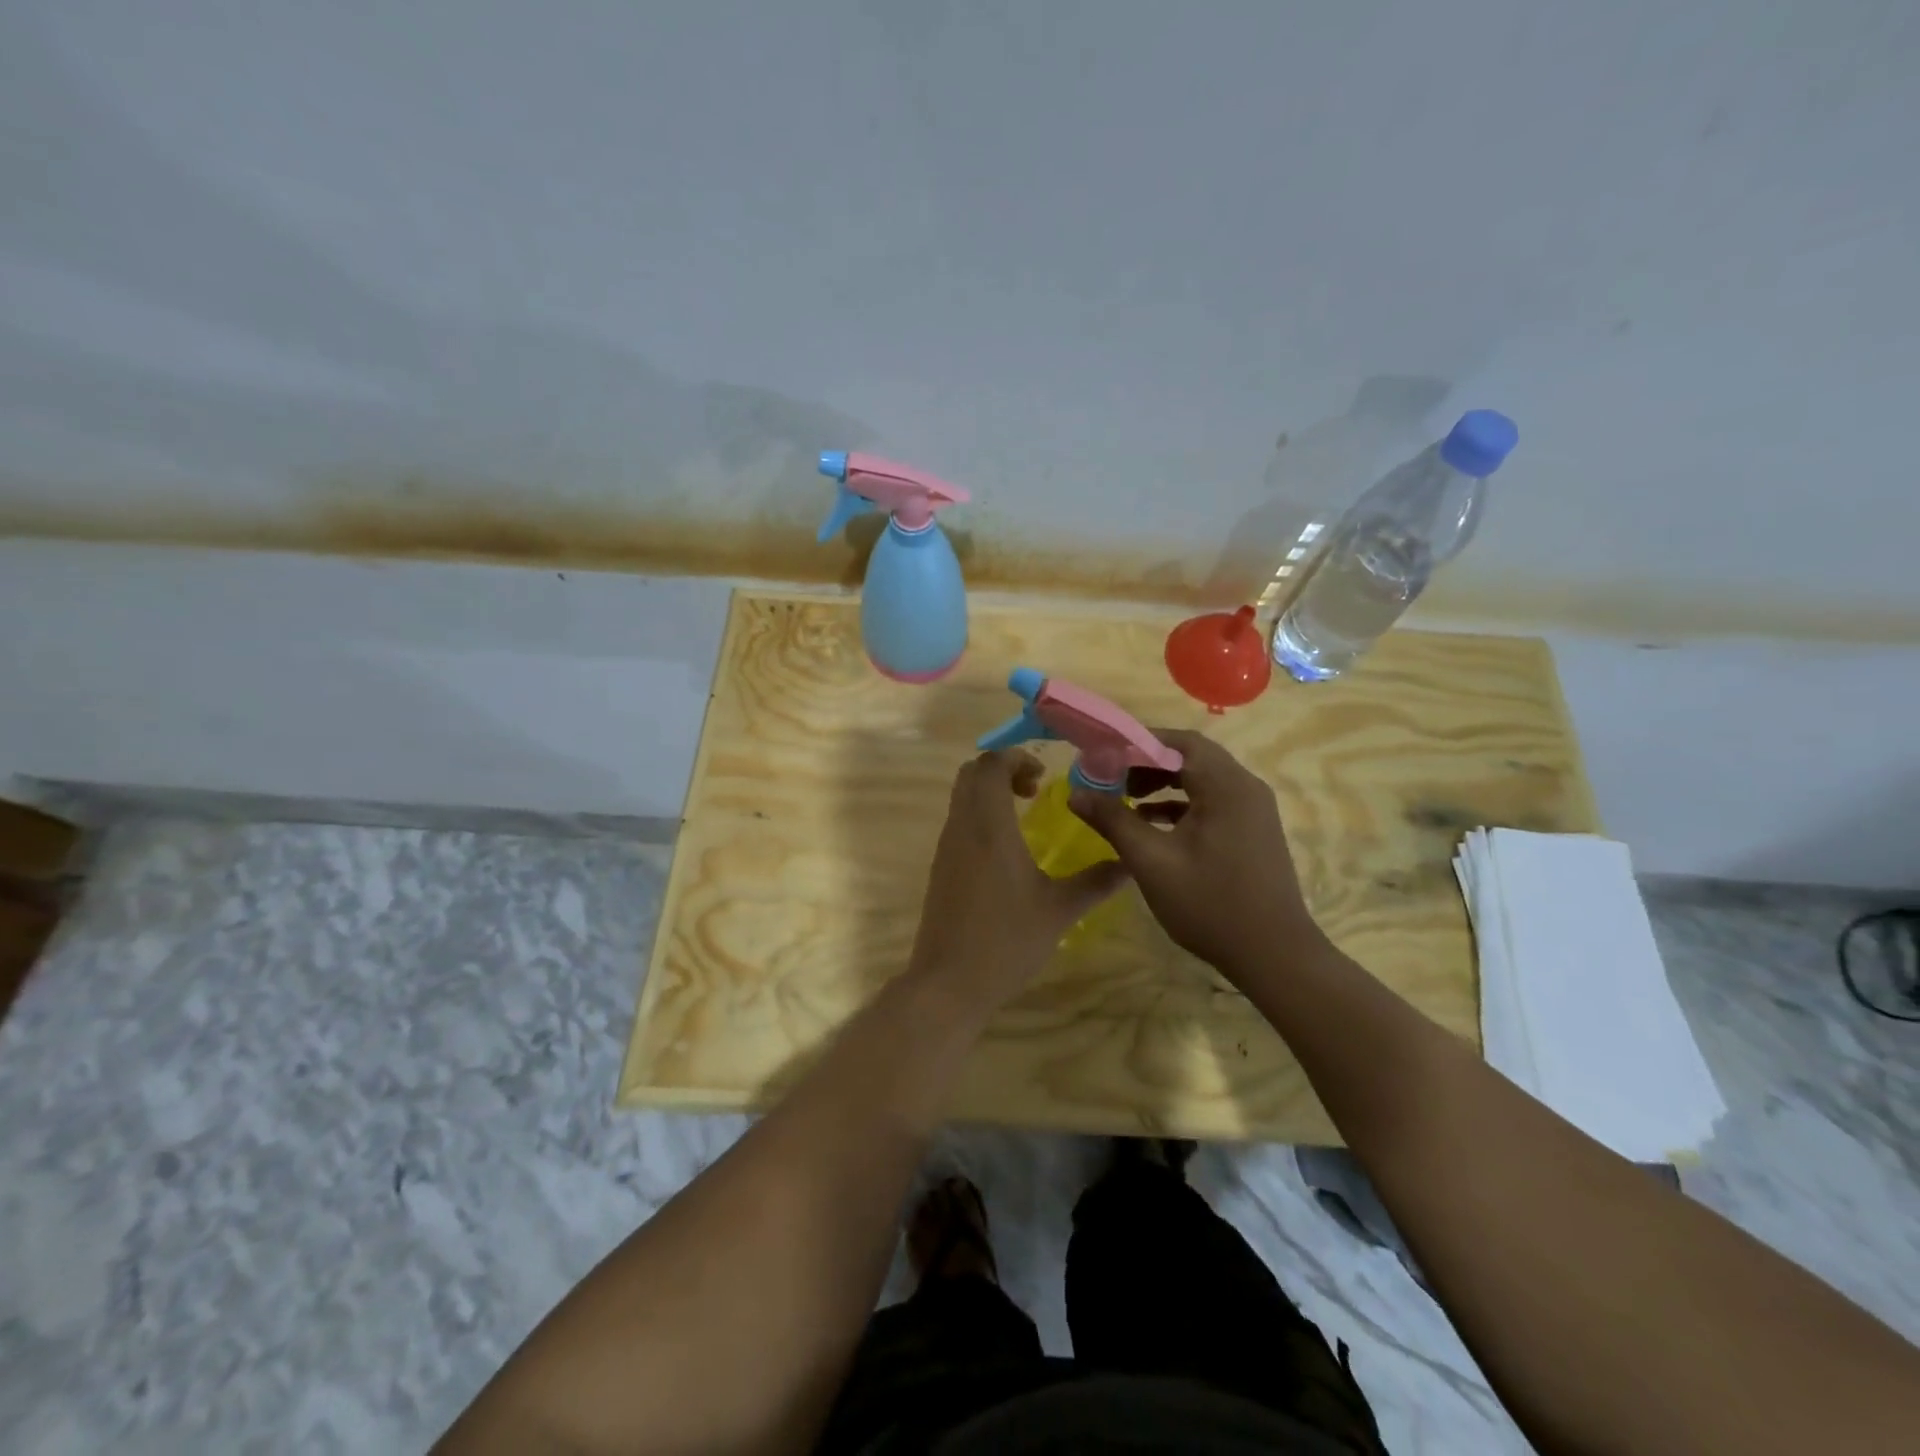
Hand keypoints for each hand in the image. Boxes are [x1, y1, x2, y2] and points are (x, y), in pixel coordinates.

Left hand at [908, 751, 1129, 1010]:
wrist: (949, 982)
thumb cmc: (1006, 940)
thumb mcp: (1059, 911)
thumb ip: (1096, 882)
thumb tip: (1131, 863)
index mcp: (989, 826)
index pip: (991, 765)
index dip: (1016, 759)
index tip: (1044, 778)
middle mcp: (962, 827)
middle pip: (971, 773)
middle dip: (1002, 770)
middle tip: (1034, 790)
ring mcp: (946, 847)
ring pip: (961, 797)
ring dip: (989, 792)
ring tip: (1023, 815)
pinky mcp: (940, 867)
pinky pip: (957, 821)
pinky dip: (979, 815)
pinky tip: (1005, 849)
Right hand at [1069, 729, 1322, 982]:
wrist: (1275, 956)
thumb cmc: (1210, 904)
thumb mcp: (1151, 861)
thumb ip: (1113, 821)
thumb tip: (1076, 793)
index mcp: (1226, 786)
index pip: (1180, 742)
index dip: (1138, 741)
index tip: (1103, 753)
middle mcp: (1245, 788)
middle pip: (1192, 757)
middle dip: (1148, 762)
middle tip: (1112, 777)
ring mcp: (1253, 810)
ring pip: (1203, 780)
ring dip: (1164, 783)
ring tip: (1126, 799)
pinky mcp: (1253, 831)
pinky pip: (1213, 801)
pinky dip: (1182, 804)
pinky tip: (1153, 824)